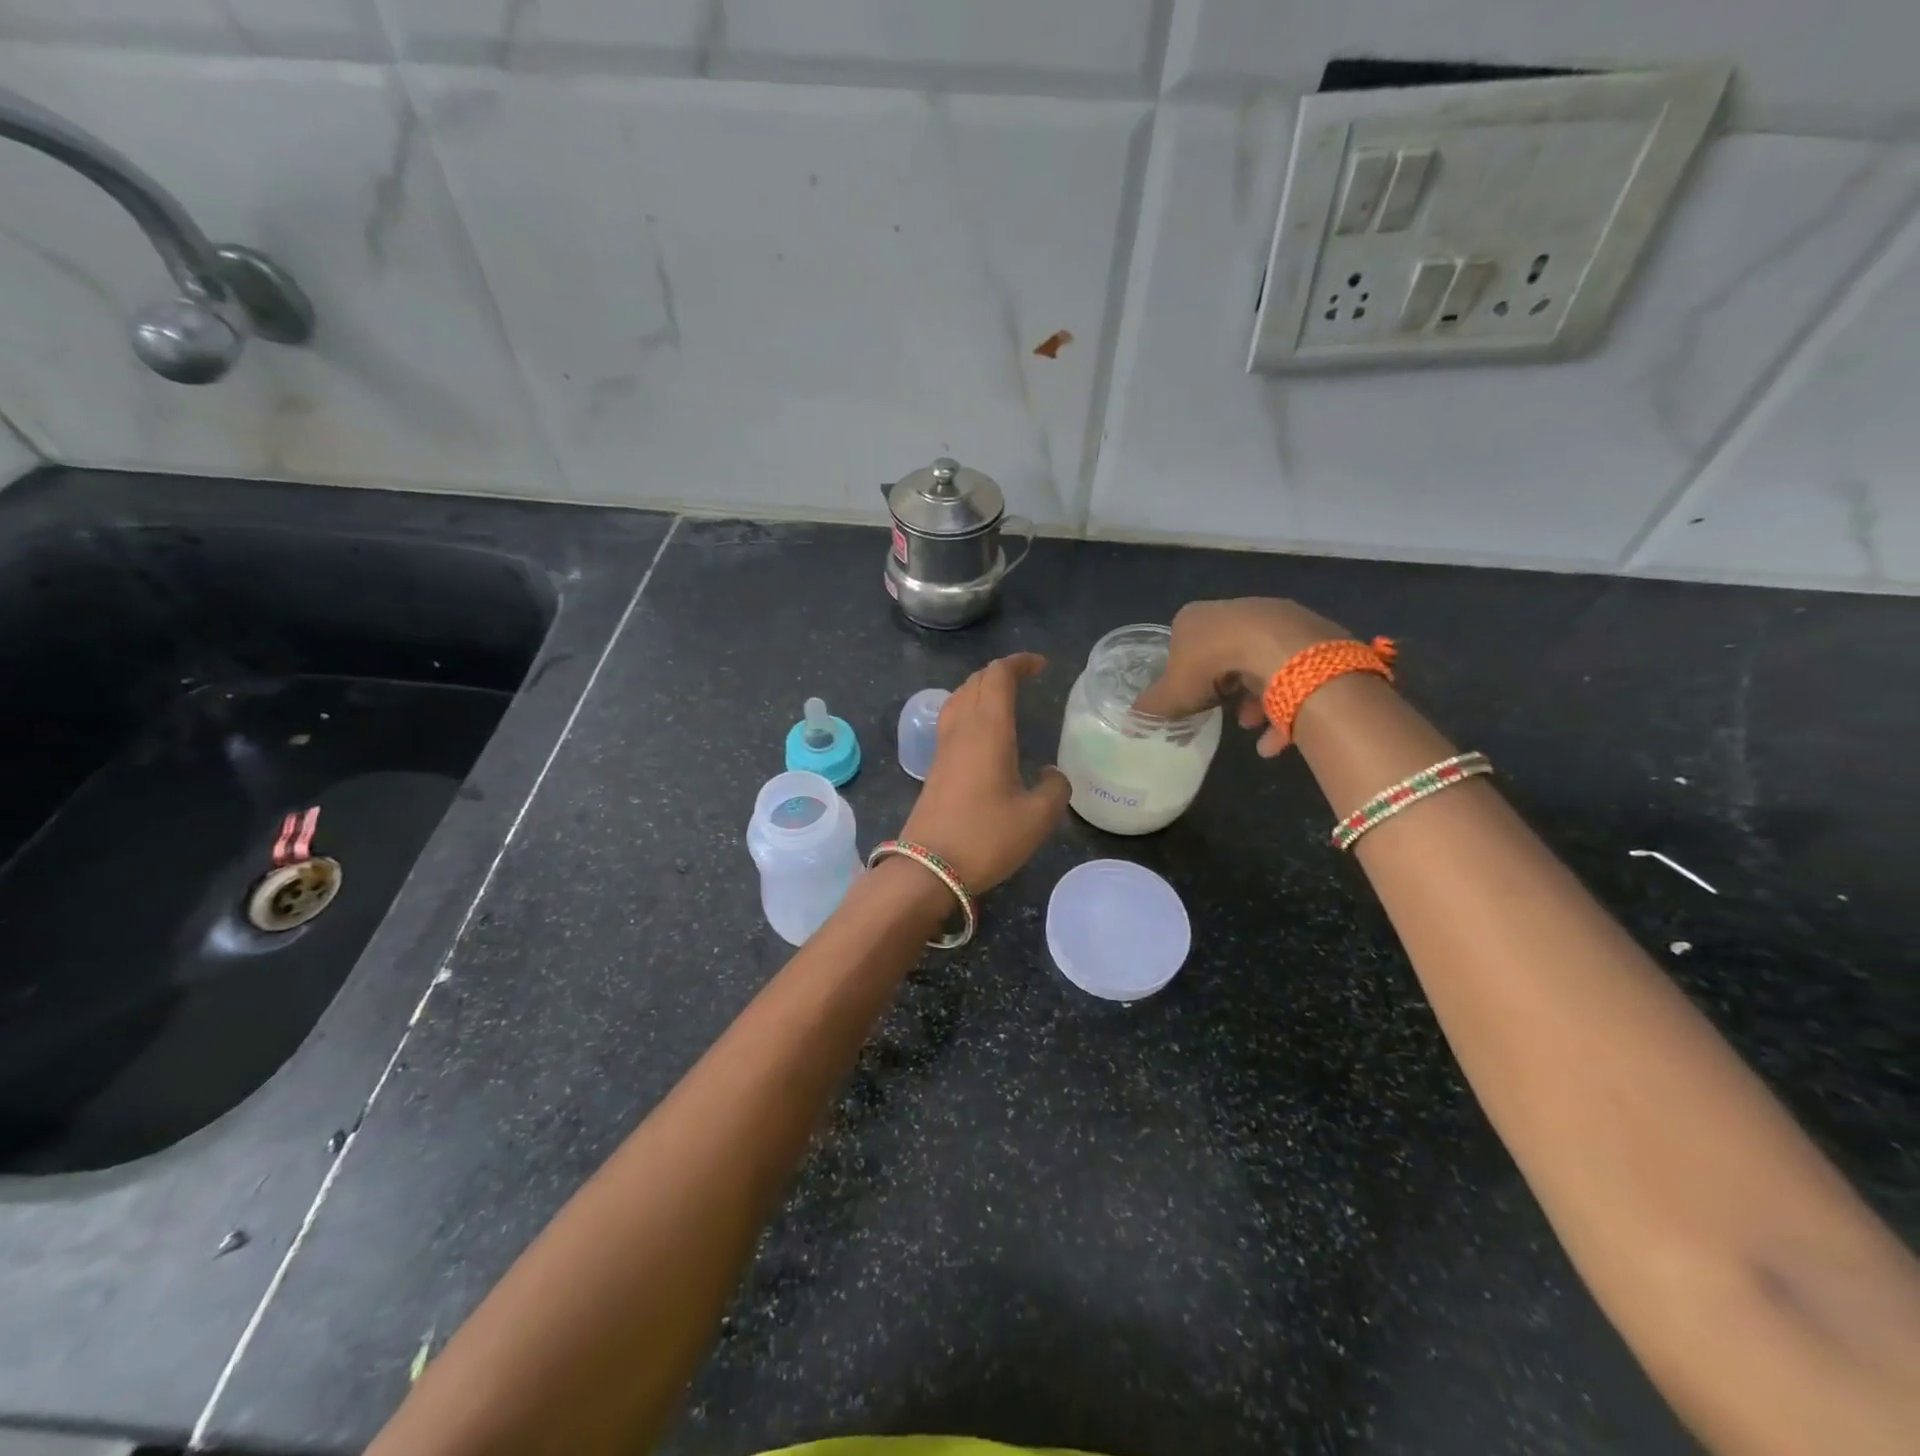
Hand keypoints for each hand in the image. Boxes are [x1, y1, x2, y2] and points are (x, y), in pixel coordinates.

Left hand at [899, 653, 1071, 892]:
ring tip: (1003, 697)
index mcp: (988, 730)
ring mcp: (943, 748)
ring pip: (959, 698)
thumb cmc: (986, 838)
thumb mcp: (1037, 818)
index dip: (1019, 664)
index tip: (1041, 665)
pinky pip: (952, 720)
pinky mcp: (935, 767)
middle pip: (976, 682)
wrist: (928, 868)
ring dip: (981, 688)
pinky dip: (970, 709)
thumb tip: (1052, 774)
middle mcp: (962, 730)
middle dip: (1001, 672)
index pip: (999, 677)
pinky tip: (982, 731)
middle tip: (1026, 677)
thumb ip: (1055, 789)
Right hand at [1133, 598, 1352, 755]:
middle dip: (1224, 688)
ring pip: (1261, 664)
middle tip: (1221, 713)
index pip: (1183, 642)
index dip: (1184, 672)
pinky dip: (1284, 707)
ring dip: (1255, 699)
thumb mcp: (1171, 693)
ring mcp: (1276, 620)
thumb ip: (1152, 705)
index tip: (1189, 696)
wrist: (1279, 649)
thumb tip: (1132, 718)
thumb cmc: (1212, 665)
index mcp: (1196, 617)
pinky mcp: (1310, 635)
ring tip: (1251, 726)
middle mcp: (1236, 611)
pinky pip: (1292, 673)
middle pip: (1224, 653)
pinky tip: (1276, 739)